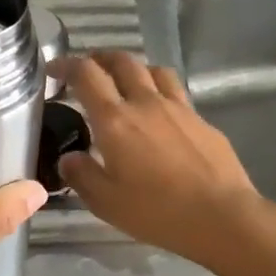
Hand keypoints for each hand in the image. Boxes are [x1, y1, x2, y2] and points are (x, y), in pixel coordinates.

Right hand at [58, 52, 275, 270]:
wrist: (222, 216)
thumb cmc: (157, 211)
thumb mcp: (105, 202)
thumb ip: (81, 175)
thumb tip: (69, 158)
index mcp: (115, 120)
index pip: (86, 75)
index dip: (66, 64)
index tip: (54, 69)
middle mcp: (145, 103)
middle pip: (122, 62)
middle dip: (100, 58)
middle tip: (88, 69)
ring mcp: (178, 108)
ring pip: (153, 70)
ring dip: (134, 69)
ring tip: (126, 82)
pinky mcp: (202, 120)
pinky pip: (176, 92)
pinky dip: (160, 91)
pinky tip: (160, 114)